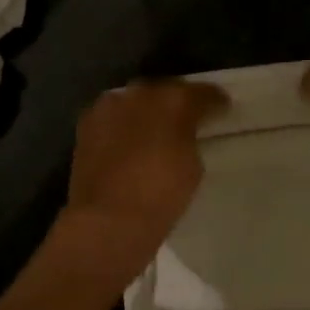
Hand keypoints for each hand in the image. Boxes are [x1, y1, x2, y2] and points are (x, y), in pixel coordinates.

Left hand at [60, 79, 226, 272]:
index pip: (200, 93)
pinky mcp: (87, 123)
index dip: (214, 100)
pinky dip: (123, 124)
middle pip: (165, 90)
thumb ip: (189, 139)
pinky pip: (113, 116)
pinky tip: (129, 140)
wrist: (108, 219)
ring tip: (157, 129)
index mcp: (174, 101)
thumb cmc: (161, 196)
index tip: (222, 108)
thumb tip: (183, 134)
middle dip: (177, 101)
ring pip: (136, 100)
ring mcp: (110, 106)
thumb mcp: (192, 167)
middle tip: (188, 118)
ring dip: (147, 110)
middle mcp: (140, 93)